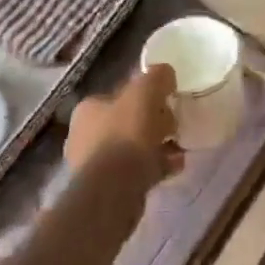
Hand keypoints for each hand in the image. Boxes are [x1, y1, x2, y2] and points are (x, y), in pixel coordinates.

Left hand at [66, 63, 181, 179]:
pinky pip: (137, 171)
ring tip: (179, 147)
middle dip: (154, 122)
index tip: (166, 100)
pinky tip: (175, 166)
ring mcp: (94, 165)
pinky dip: (156, 166)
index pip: (120, 94)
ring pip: (133, 148)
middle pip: (127, 121)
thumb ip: (157, 77)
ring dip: (157, 146)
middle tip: (174, 125)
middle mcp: (85, 135)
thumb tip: (165, 73)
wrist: (114, 191)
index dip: (145, 95)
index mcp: (88, 108)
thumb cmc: (126, 134)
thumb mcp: (146, 91)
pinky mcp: (107, 189)